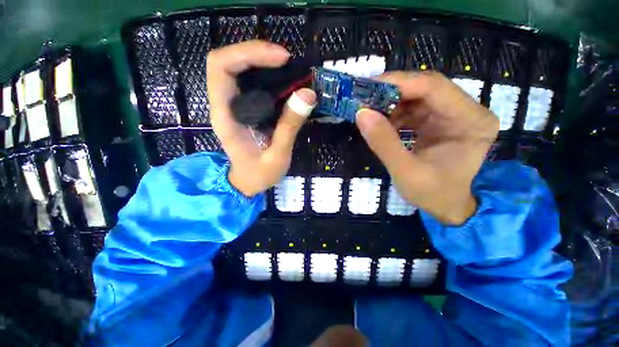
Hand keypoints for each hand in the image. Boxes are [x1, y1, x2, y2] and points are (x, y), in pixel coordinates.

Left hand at [207, 40, 315, 196]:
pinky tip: (283, 80)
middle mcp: (223, 105)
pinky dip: (265, 74)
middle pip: (227, 61)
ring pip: (237, 68)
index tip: (281, 59)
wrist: (248, 183)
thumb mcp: (277, 155)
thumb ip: (289, 126)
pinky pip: (248, 81)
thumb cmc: (259, 174)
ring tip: (288, 67)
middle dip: (256, 52)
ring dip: (260, 60)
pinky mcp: (242, 108)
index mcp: (225, 116)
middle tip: (286, 60)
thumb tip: (308, 94)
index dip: (249, 54)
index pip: (221, 68)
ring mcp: (232, 106)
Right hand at [356, 71, 498, 224]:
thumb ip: (384, 143)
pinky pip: (414, 108)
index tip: (366, 88)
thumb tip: (361, 114)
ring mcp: (454, 114)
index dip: (398, 83)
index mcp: (471, 121)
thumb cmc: (433, 194)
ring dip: (391, 103)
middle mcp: (468, 110)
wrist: (447, 205)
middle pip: (426, 87)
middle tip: (363, 99)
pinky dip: (394, 113)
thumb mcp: (405, 172)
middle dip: (391, 91)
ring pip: (417, 96)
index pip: (434, 87)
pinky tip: (381, 123)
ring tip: (369, 113)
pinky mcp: (440, 120)